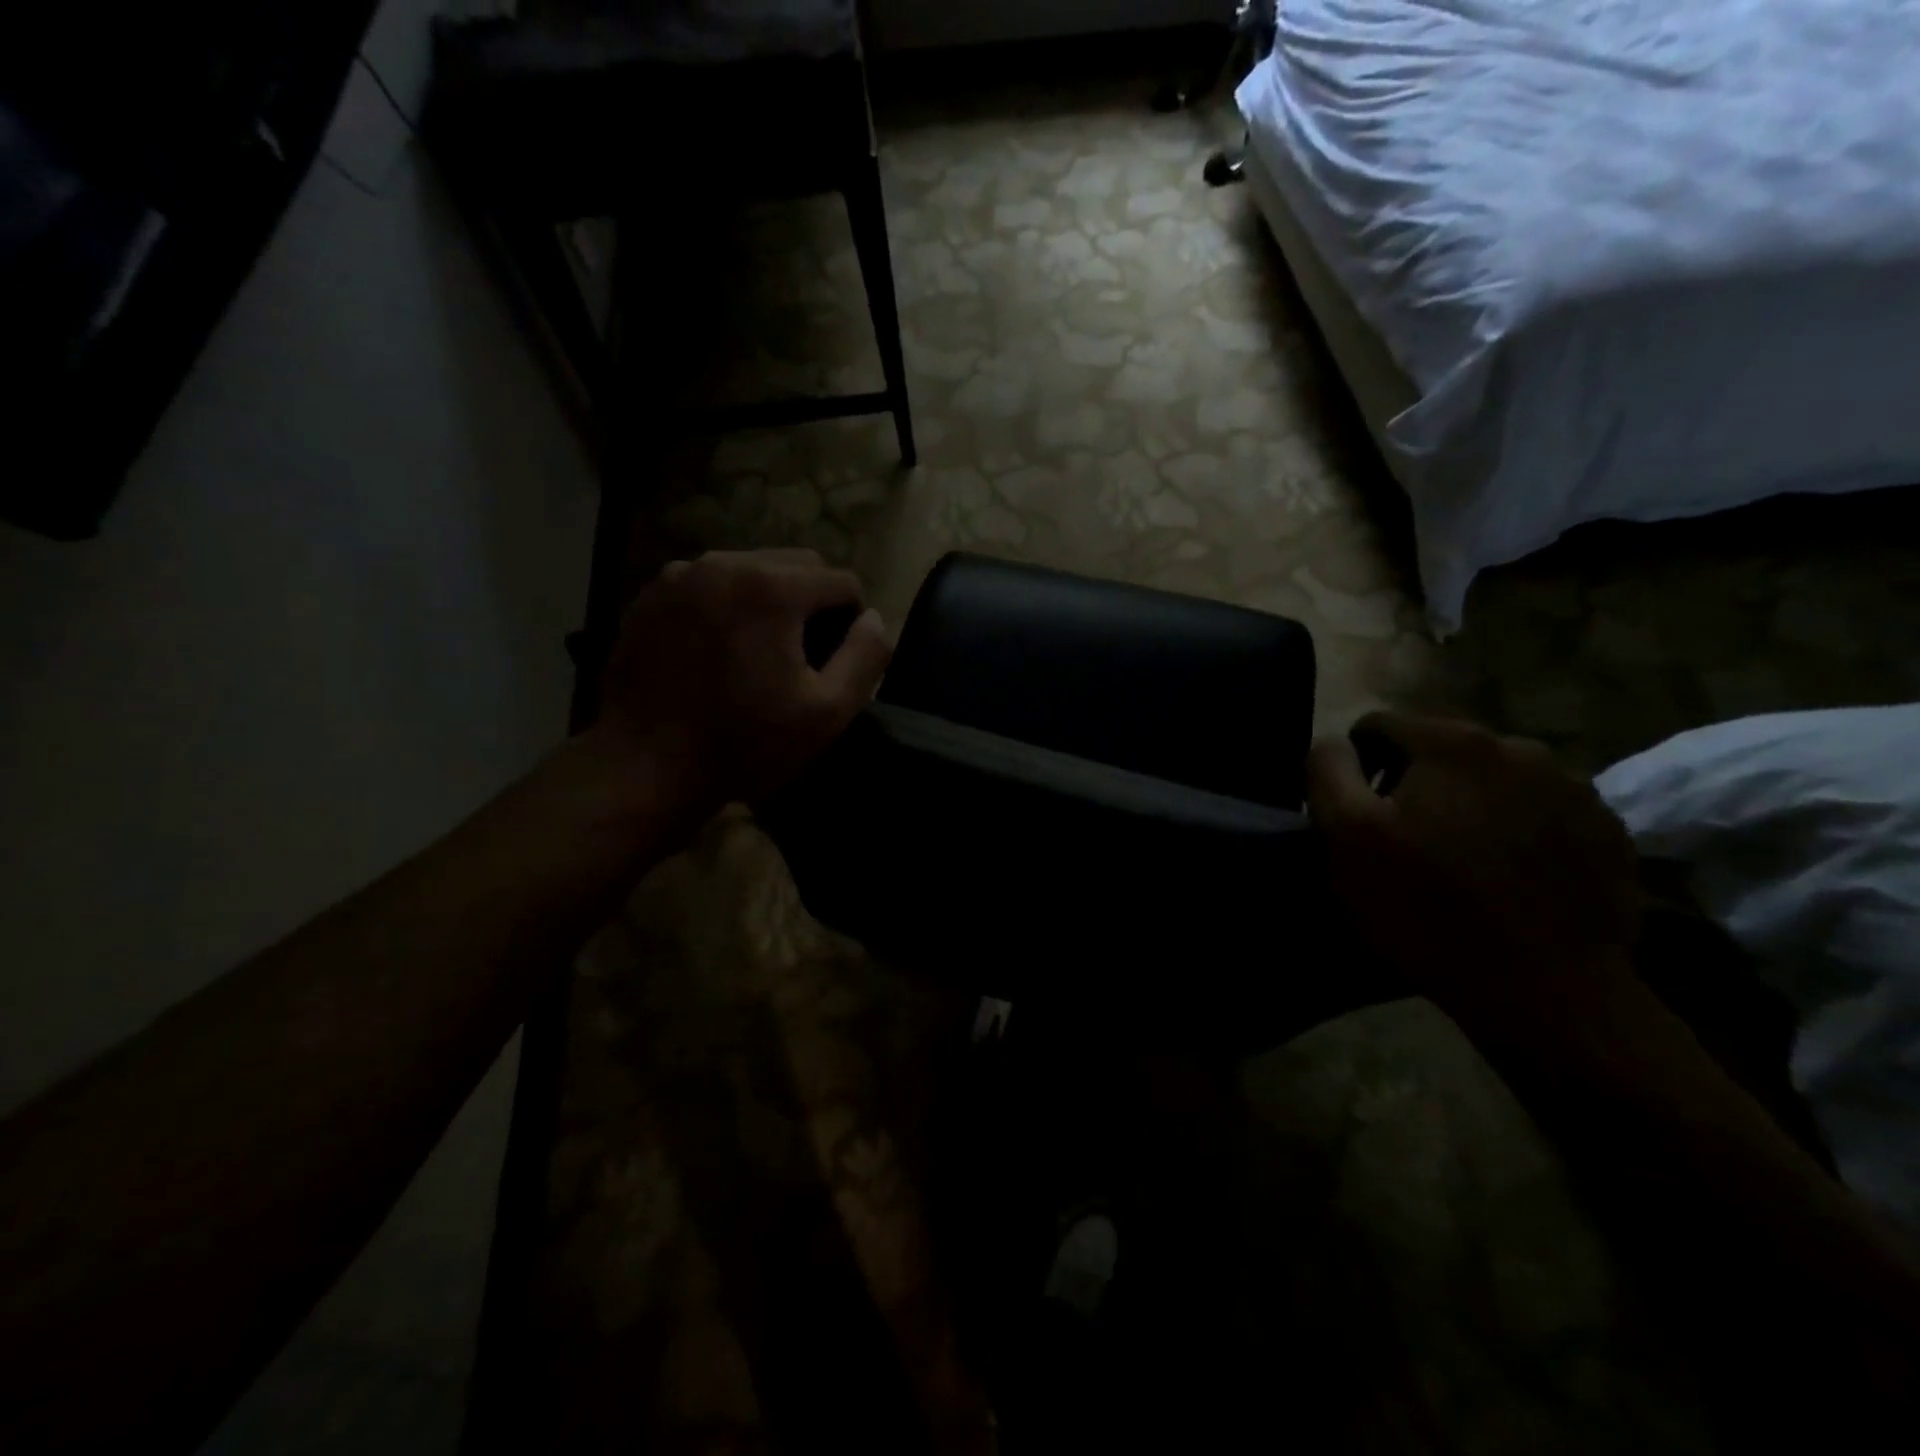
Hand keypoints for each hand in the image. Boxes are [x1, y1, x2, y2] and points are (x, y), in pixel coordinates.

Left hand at [594, 549, 891, 816]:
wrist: (644, 767)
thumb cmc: (744, 743)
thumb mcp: (827, 712)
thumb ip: (866, 657)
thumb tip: (874, 619)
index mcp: (771, 586)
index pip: (842, 581)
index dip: (852, 622)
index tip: (836, 663)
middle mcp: (725, 563)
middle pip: (797, 564)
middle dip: (813, 602)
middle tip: (804, 655)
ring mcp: (680, 575)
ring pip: (751, 569)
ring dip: (770, 600)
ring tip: (760, 652)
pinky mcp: (651, 595)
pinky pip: (710, 585)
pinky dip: (727, 606)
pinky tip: (719, 651)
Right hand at [1306, 712, 1641, 1033]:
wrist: (1548, 992)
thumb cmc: (1428, 909)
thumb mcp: (1346, 838)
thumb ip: (1328, 771)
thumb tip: (1334, 742)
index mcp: (1450, 742)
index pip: (1377, 726)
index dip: (1357, 767)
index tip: (1361, 817)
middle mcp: (1518, 746)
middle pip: (1439, 748)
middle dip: (1414, 782)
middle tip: (1408, 842)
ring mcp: (1573, 787)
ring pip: (1492, 777)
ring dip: (1468, 802)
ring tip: (1462, 859)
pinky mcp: (1607, 829)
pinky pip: (1541, 810)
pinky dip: (1517, 828)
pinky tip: (1510, 876)